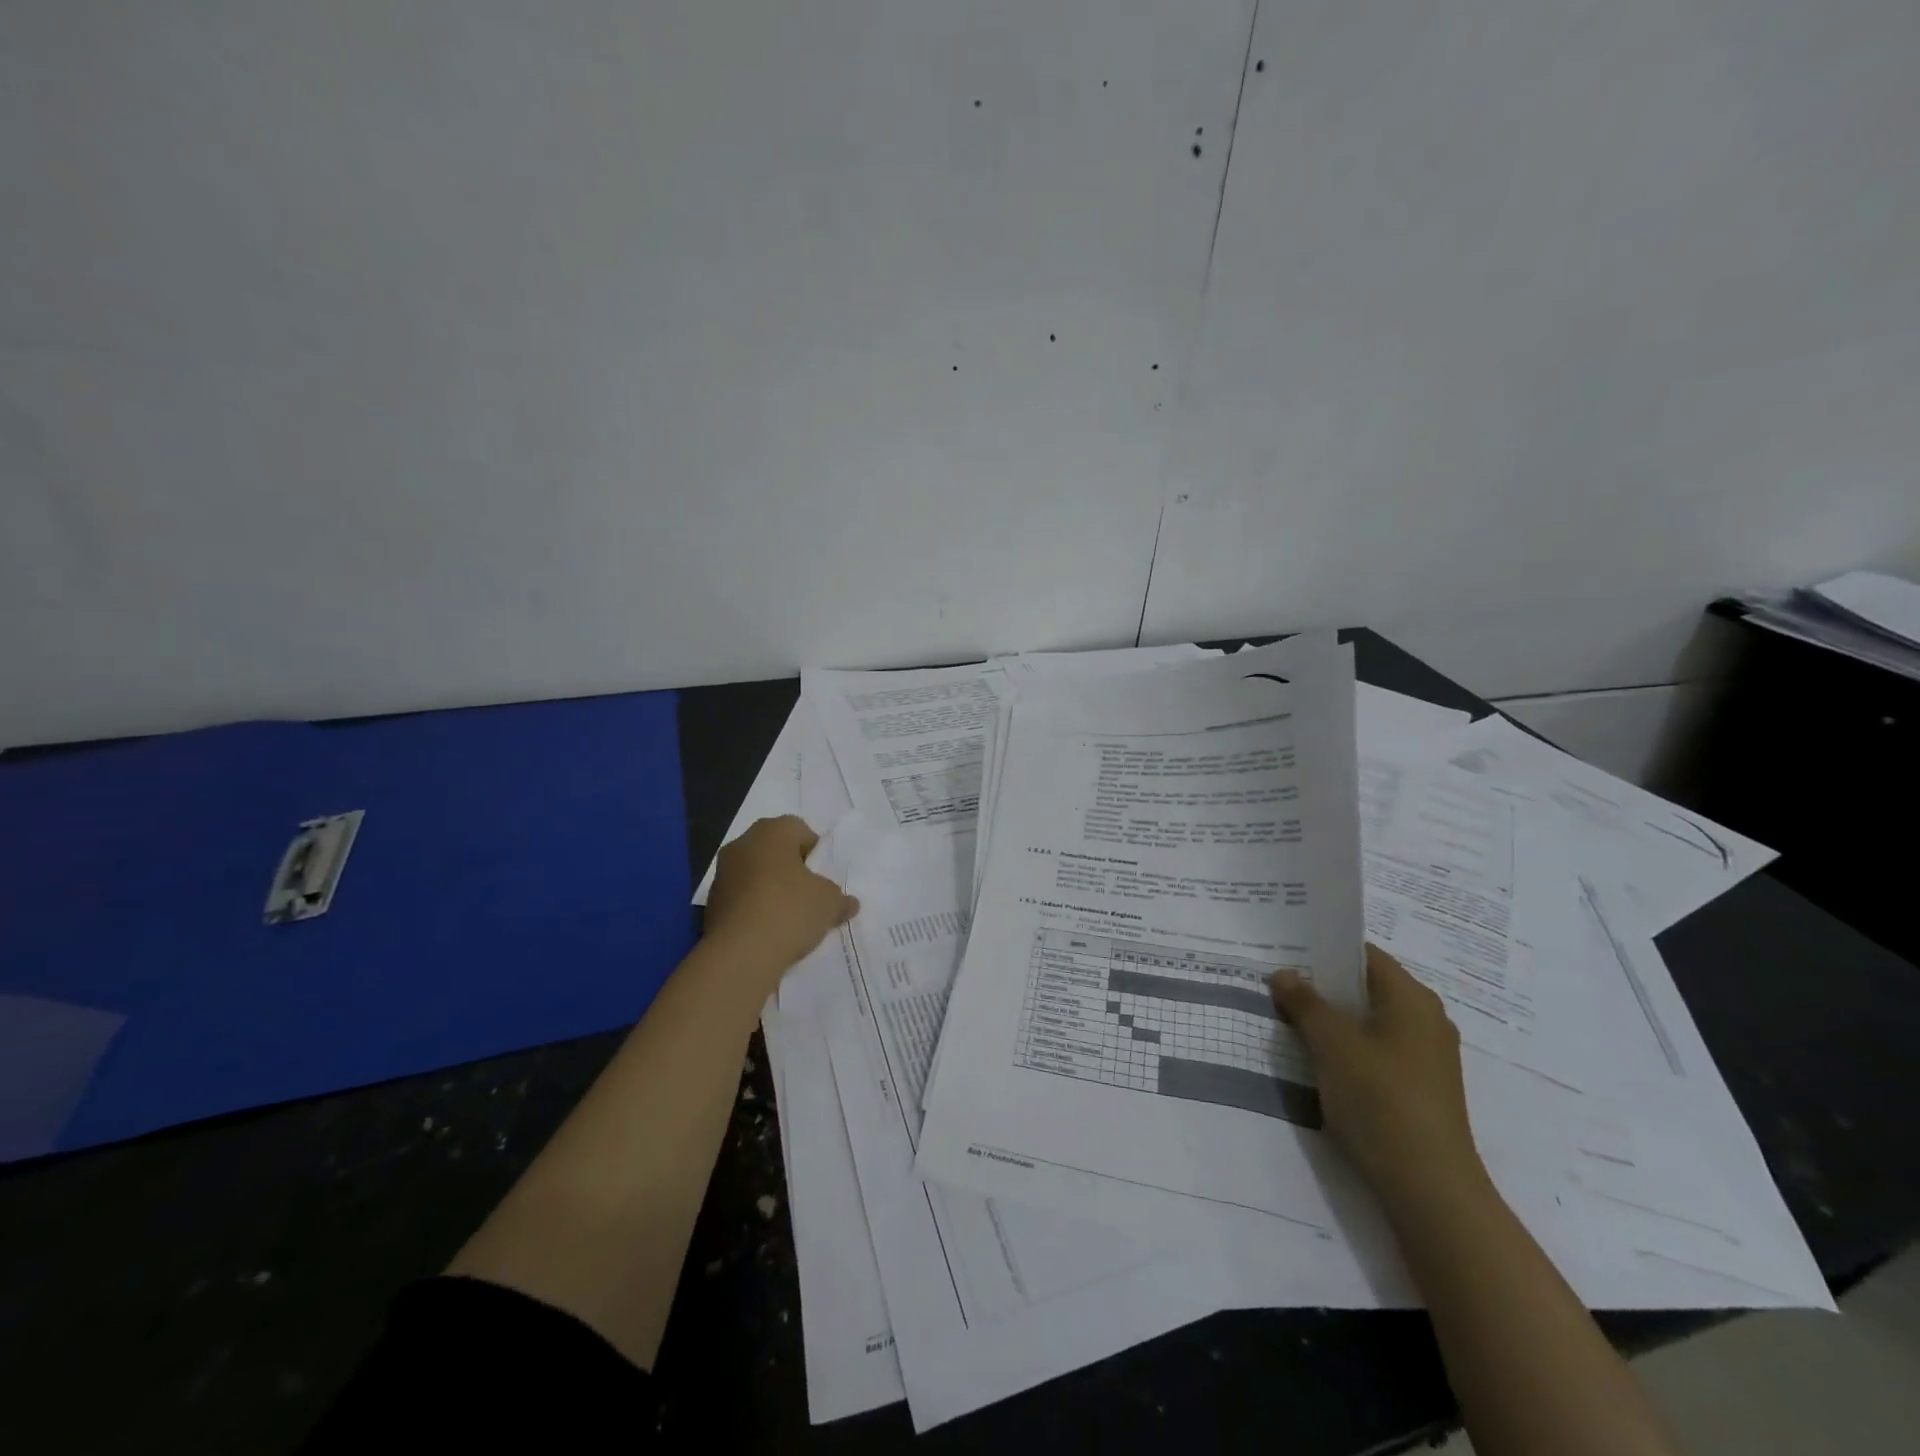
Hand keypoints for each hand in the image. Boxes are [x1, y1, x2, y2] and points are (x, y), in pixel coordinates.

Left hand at [703, 816, 859, 977]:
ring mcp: (722, 874)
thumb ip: (840, 898)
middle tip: (809, 894)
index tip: (823, 877)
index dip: (815, 852)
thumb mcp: (829, 903)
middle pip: (774, 850)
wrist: (740, 954)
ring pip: (755, 874)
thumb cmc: (790, 911)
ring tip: (790, 917)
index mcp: (771, 832)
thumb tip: (849, 904)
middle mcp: (742, 844)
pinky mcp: (711, 903)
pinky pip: (741, 898)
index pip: (799, 829)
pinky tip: (769, 931)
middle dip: (792, 869)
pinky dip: (754, 908)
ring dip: (771, 888)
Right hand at [1271, 945, 1486, 1211]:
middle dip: (1321, 984)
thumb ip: (1305, 1003)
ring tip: (1285, 1015)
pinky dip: (1345, 1046)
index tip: (1283, 948)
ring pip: (1368, 1020)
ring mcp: (1425, 1056)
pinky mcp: (1418, 1087)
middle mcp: (1425, 1019)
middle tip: (1275, 980)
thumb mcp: (1332, 1044)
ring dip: (1330, 1018)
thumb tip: (1284, 974)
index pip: (1363, 954)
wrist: (1430, 1189)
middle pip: (1365, 987)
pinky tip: (1314, 1055)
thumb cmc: (1381, 1100)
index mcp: (1412, 998)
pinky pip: (1375, 1049)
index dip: (1323, 948)